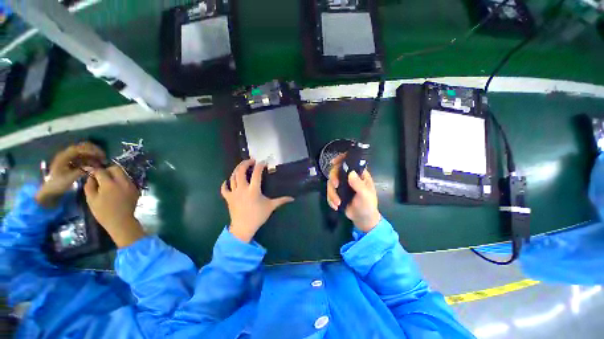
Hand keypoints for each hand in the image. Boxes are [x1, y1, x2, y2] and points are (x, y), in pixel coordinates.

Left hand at [35, 142, 104, 207]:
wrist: (50, 190)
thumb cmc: (58, 184)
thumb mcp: (69, 178)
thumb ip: (82, 171)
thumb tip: (95, 168)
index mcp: (64, 156)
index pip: (79, 148)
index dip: (91, 150)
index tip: (101, 155)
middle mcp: (67, 154)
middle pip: (82, 147)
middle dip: (94, 151)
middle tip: (104, 157)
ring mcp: (70, 158)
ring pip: (84, 152)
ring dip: (94, 155)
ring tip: (102, 162)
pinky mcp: (73, 162)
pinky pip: (84, 158)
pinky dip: (91, 159)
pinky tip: (96, 165)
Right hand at [84, 166, 144, 247]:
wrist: (121, 221)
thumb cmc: (103, 212)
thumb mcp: (91, 199)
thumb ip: (89, 185)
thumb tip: (91, 176)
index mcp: (110, 184)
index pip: (101, 171)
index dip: (95, 171)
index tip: (91, 172)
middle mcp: (123, 182)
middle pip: (116, 168)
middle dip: (108, 170)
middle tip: (101, 176)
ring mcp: (131, 185)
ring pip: (123, 174)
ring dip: (115, 175)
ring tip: (109, 183)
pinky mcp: (136, 189)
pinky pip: (128, 180)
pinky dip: (122, 181)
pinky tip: (117, 189)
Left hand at [221, 159, 293, 242]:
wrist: (243, 228)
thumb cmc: (258, 216)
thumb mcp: (271, 207)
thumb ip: (281, 200)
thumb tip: (292, 198)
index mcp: (253, 190)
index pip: (256, 173)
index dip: (260, 166)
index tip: (263, 162)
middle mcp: (242, 188)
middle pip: (241, 171)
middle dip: (245, 163)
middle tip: (251, 161)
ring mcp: (234, 193)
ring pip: (232, 177)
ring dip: (237, 170)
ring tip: (242, 167)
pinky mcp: (228, 198)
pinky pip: (224, 189)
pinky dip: (225, 184)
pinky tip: (228, 181)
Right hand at [327, 154, 380, 231]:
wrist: (363, 219)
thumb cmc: (368, 206)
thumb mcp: (365, 196)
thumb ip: (359, 185)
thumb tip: (350, 173)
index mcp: (359, 174)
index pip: (349, 161)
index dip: (341, 159)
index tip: (333, 162)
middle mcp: (349, 177)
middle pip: (336, 171)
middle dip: (333, 178)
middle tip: (335, 186)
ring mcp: (342, 185)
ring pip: (330, 182)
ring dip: (332, 193)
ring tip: (337, 203)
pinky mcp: (337, 193)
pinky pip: (329, 192)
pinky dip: (330, 199)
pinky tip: (335, 206)